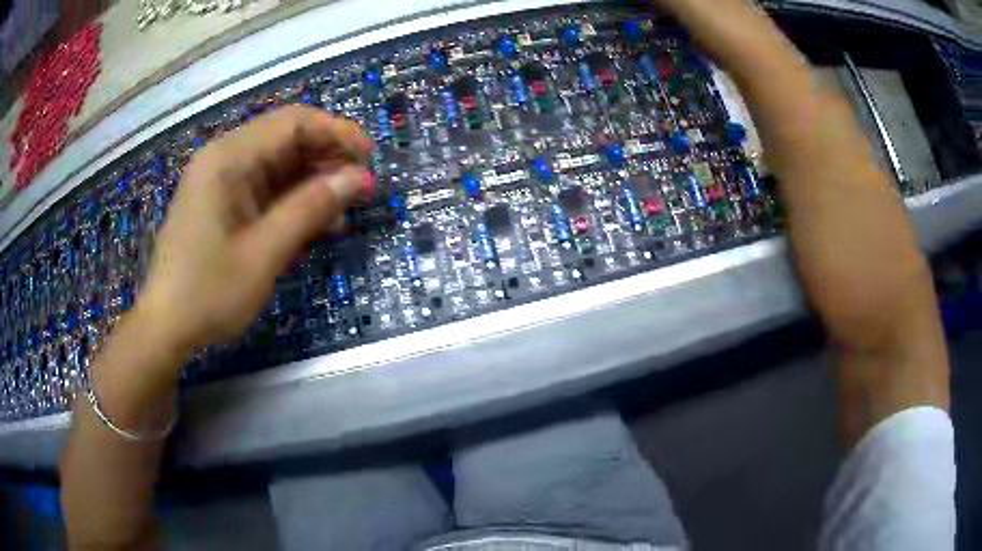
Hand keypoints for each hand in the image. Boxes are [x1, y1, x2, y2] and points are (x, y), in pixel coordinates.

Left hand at [136, 106, 372, 355]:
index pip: (293, 122)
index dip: (336, 132)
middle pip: (286, 139)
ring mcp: (221, 181)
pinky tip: (314, 224)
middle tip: (361, 189)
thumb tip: (358, 178)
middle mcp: (223, 159)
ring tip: (343, 212)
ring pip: (278, 165)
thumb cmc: (209, 292)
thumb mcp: (264, 253)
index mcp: (227, 158)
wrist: (166, 327)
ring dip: (313, 182)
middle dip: (327, 158)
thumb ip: (310, 208)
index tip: (369, 158)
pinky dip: (292, 201)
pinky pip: (265, 189)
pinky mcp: (222, 203)